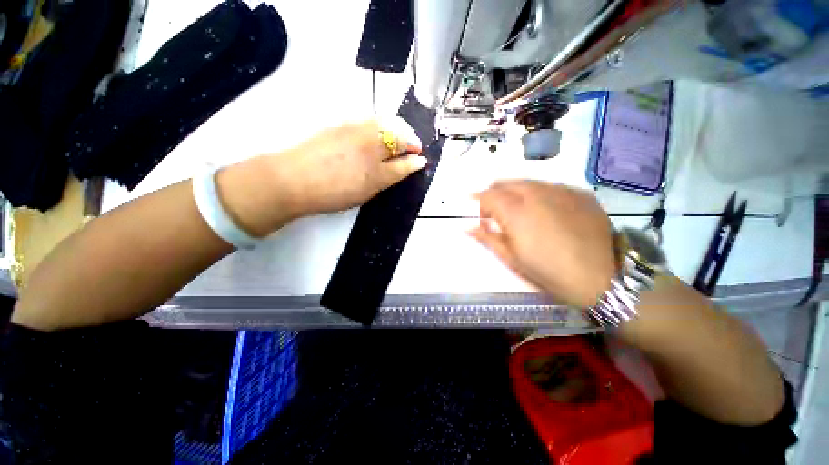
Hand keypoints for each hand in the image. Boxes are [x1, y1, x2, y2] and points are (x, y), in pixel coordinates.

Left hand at [273, 118, 425, 217]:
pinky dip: (379, 127)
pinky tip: (374, 138)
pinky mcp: (340, 124)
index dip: (415, 156)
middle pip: (398, 130)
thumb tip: (416, 162)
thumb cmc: (334, 191)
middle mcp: (368, 136)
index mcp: (377, 156)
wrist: (292, 179)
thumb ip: (396, 173)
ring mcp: (353, 127)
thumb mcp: (370, 187)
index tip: (420, 160)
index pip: (405, 151)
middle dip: (409, 138)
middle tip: (410, 151)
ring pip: (384, 122)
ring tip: (395, 144)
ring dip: (395, 131)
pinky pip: (368, 121)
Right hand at [470, 181, 615, 306]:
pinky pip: (552, 186)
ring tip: (518, 207)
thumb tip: (467, 228)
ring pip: (529, 182)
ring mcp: (561, 191)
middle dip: (495, 192)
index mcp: (516, 211)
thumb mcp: (511, 259)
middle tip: (494, 209)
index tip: (476, 210)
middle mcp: (537, 194)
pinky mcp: (581, 194)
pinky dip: (540, 193)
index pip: (489, 195)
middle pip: (507, 183)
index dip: (478, 200)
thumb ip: (487, 238)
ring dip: (516, 191)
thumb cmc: (548, 272)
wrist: (600, 278)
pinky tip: (545, 208)